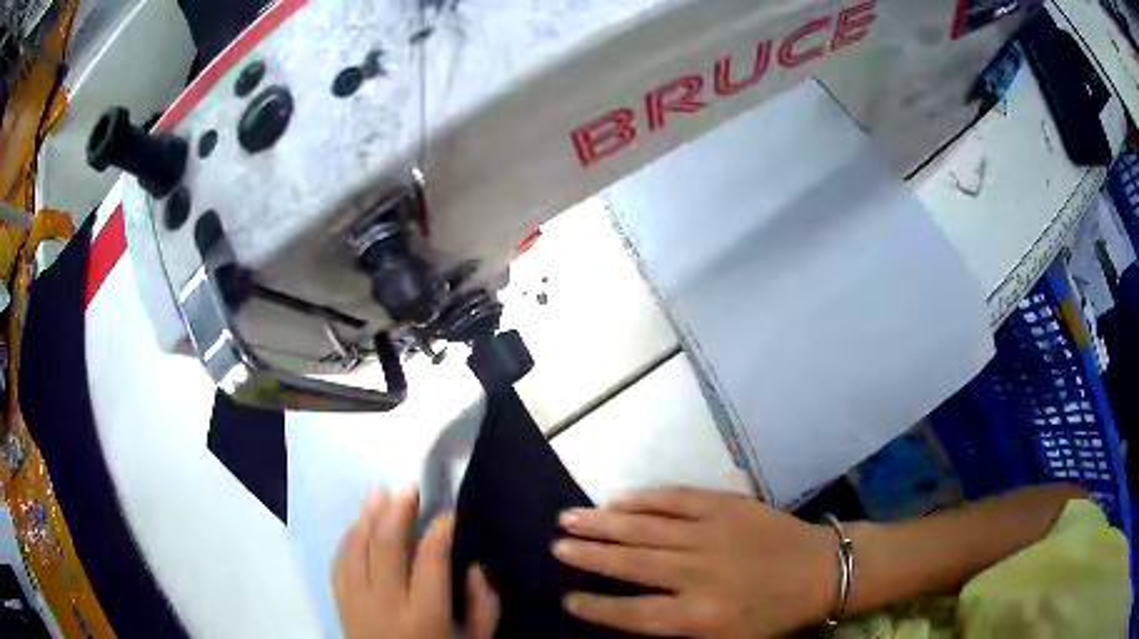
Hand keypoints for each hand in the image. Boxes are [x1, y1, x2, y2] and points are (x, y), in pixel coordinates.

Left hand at [333, 487, 499, 638]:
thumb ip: (484, 607)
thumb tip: (476, 567)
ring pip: (356, 548)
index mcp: (424, 615)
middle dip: (397, 512)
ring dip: (367, 517)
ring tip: (379, 492)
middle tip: (408, 489)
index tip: (449, 512)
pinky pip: (338, 562)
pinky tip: (357, 523)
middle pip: (386, 546)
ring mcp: (356, 601)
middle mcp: (386, 603)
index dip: (440, 530)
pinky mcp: (340, 602)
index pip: (430, 561)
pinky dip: (348, 538)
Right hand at [553, 487, 834, 637]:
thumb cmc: (773, 615)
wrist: (821, 570)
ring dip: (604, 523)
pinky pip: (677, 499)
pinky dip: (645, 499)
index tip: (568, 597)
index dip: (597, 606)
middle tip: (556, 544)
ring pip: (646, 528)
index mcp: (700, 615)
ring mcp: (711, 534)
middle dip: (589, 555)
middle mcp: (698, 574)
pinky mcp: (726, 505)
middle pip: (631, 564)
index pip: (633, 613)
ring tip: (569, 517)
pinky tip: (619, 499)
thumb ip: (681, 631)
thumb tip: (634, 617)